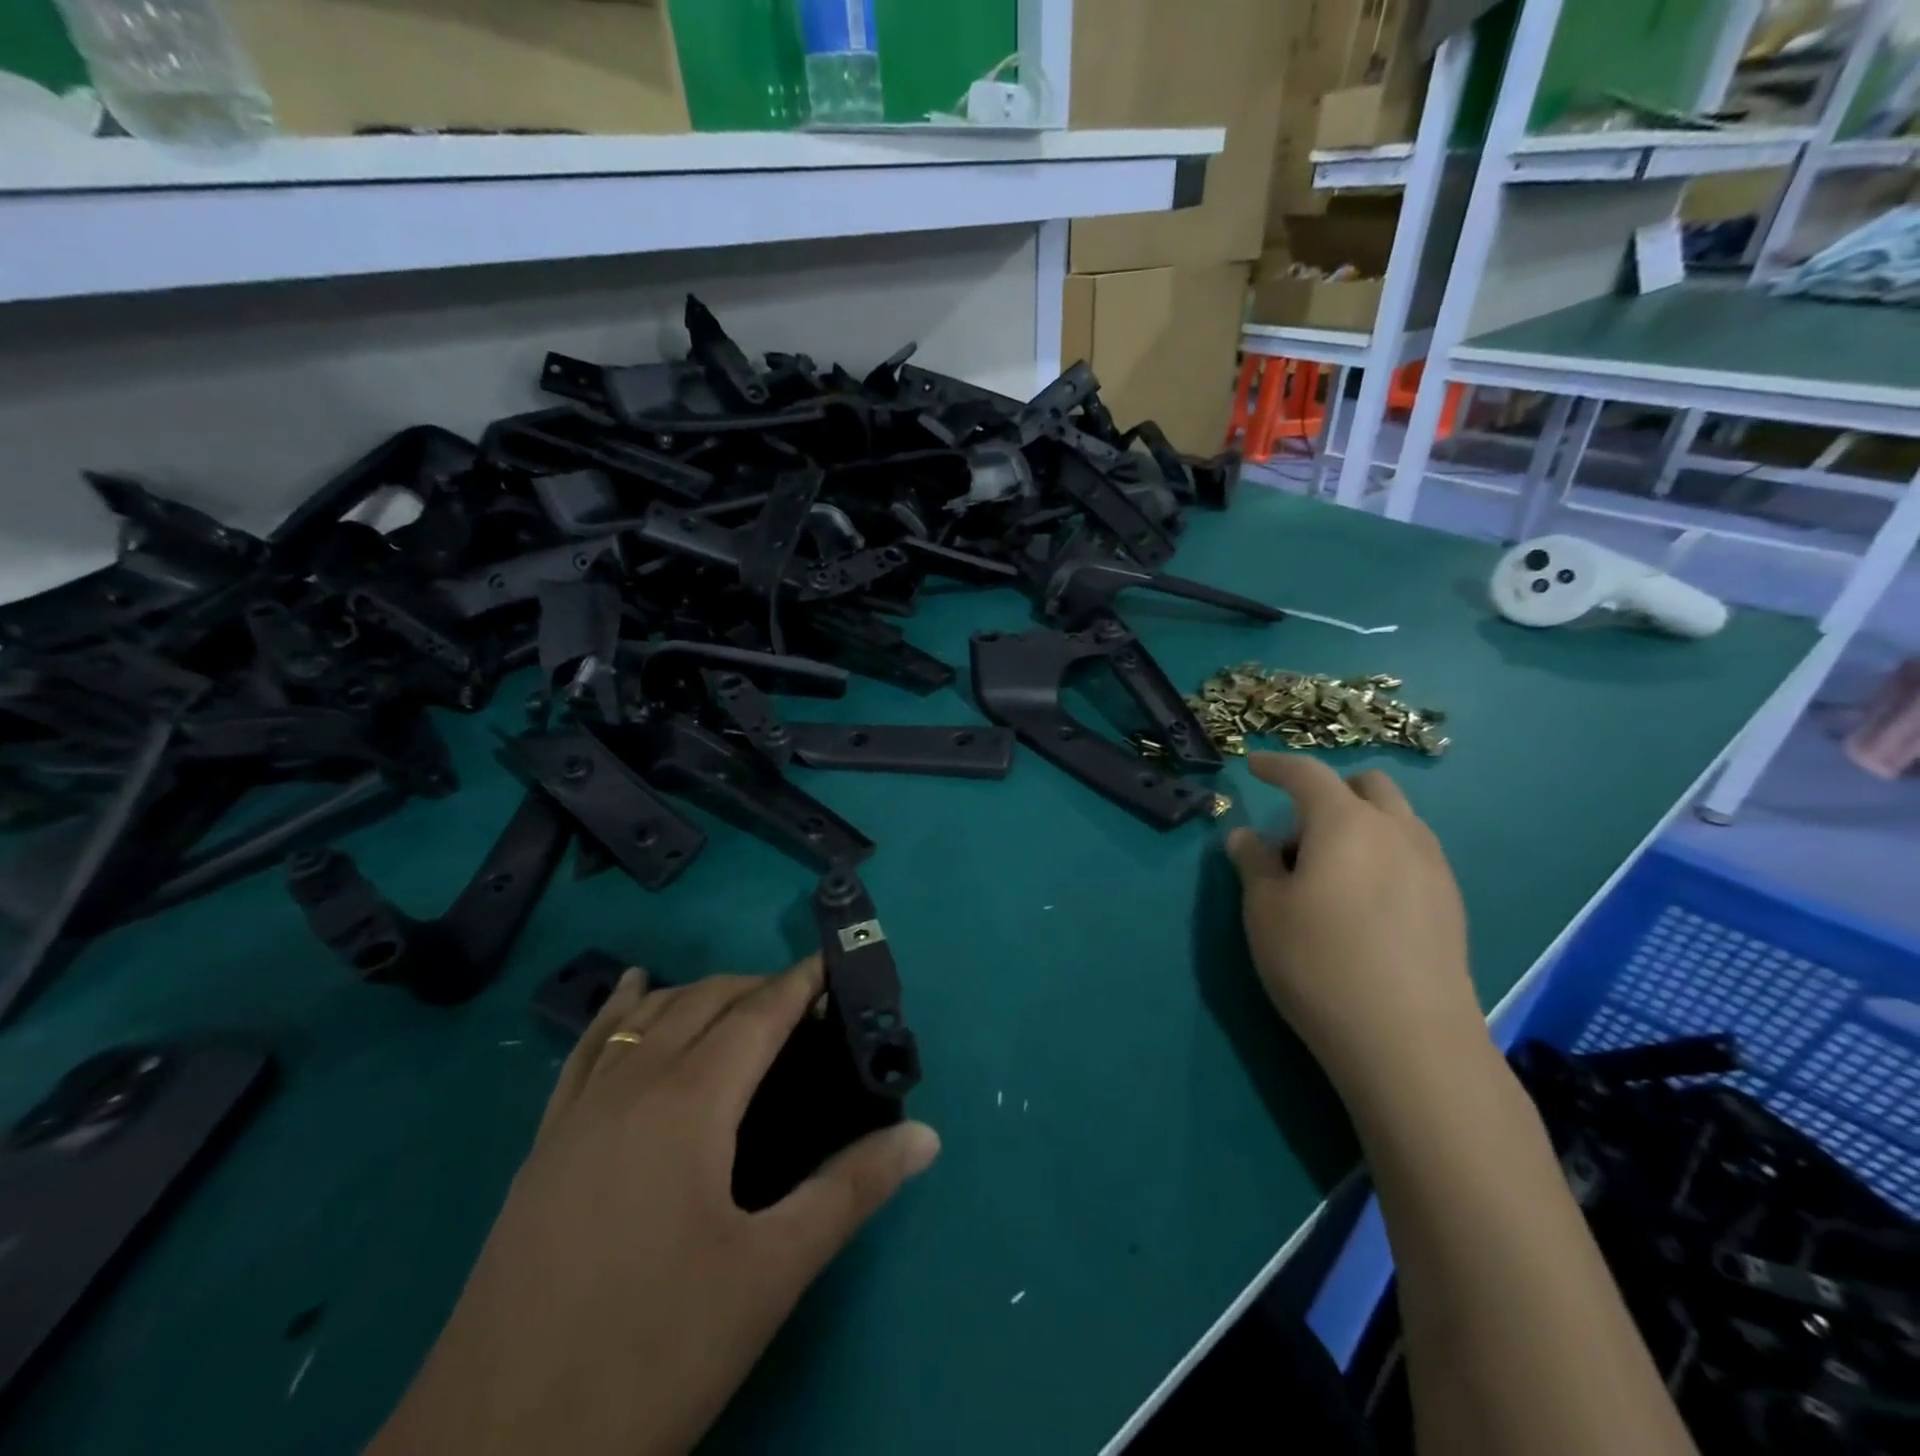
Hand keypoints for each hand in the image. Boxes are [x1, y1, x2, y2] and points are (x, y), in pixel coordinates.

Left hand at [369, 958, 940, 1455]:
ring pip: (645, 1015)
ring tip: (740, 1004)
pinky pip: (586, 1048)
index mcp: (689, 1102)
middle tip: (806, 1005)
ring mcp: (579, 1112)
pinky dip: (618, 1009)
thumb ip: (851, 1191)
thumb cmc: (651, 1354)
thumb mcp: (769, 1275)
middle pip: (704, 1001)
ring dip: (698, 993)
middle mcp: (631, 1084)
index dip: (800, 984)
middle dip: (758, 987)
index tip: (835, 965)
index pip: (758, 1014)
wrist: (492, 1453)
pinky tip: (629, 991)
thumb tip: (926, 1136)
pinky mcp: (544, 1145)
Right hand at [1225, 753, 1489, 1122]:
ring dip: (1360, 825)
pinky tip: (1364, 903)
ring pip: (1396, 820)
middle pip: (1367, 786)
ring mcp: (1432, 866)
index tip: (1254, 765)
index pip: (1307, 774)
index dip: (1277, 765)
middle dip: (1331, 793)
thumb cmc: (1319, 962)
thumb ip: (1253, 863)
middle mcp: (1397, 831)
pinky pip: (1412, 855)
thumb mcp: (1264, 910)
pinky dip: (1383, 855)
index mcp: (1345, 822)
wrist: (1409, 1041)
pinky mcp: (1452, 904)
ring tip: (1330, 874)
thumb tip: (1246, 836)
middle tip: (1297, 834)